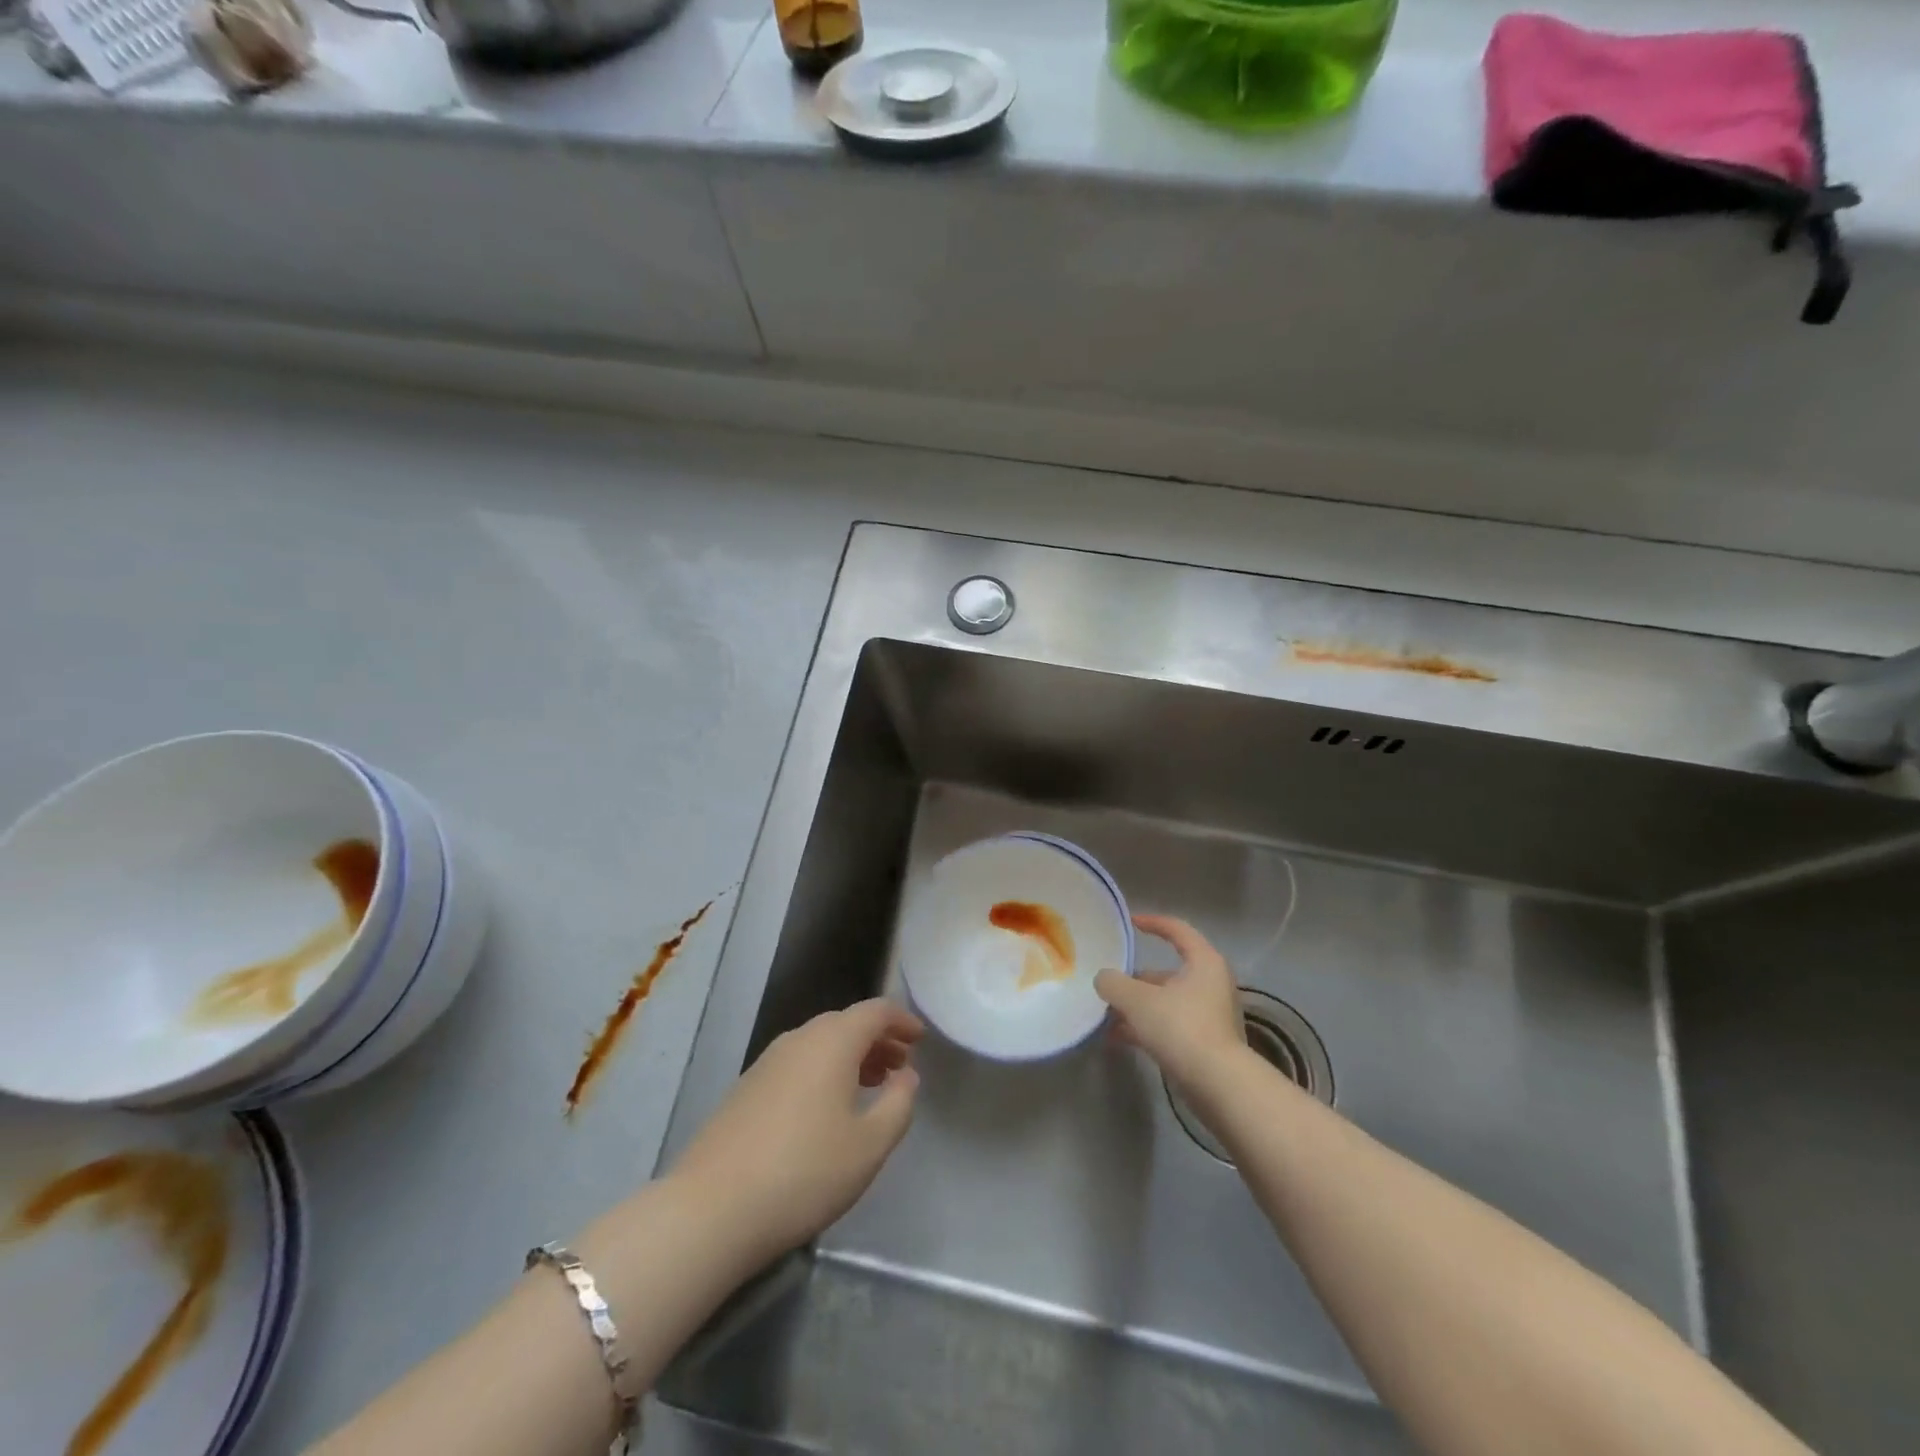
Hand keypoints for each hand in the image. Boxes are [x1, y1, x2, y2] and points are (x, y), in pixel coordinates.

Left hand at [668, 999, 923, 1265]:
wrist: (711, 1209)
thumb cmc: (804, 1172)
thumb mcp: (869, 1146)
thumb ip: (898, 1104)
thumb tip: (906, 1076)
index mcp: (832, 1041)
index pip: (874, 1011)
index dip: (901, 1020)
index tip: (920, 1038)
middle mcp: (799, 1039)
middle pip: (845, 1023)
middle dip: (877, 1039)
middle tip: (900, 1066)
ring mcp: (767, 1062)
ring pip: (819, 1043)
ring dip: (849, 1056)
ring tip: (870, 1085)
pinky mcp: (746, 1088)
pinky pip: (797, 1063)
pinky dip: (822, 1071)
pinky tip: (826, 1108)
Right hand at [1096, 915, 1243, 1092]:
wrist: (1218, 1085)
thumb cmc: (1180, 1027)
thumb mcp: (1137, 1000)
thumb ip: (1113, 983)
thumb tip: (1104, 979)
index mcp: (1203, 962)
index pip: (1177, 930)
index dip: (1152, 922)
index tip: (1129, 923)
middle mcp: (1211, 984)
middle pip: (1167, 972)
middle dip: (1134, 979)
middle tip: (1108, 984)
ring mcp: (1210, 1015)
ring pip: (1166, 1001)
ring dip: (1136, 1007)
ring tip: (1105, 1015)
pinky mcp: (1206, 1043)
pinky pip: (1170, 1025)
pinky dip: (1146, 1028)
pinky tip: (1118, 1039)